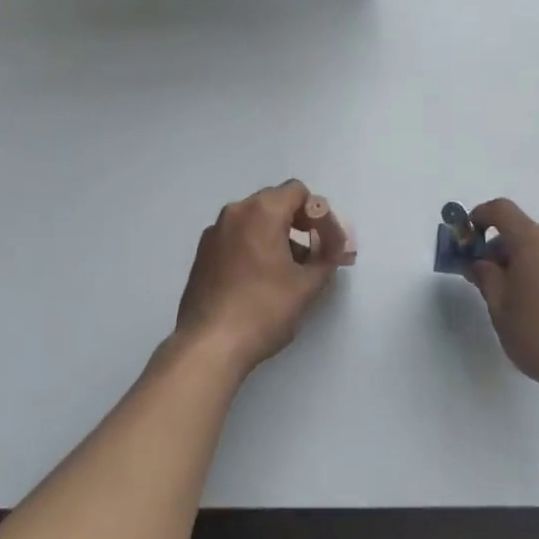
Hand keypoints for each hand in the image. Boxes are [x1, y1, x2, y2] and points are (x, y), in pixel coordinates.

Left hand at [174, 180, 352, 376]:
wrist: (208, 345)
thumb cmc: (263, 310)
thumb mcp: (307, 286)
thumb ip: (327, 257)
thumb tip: (334, 247)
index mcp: (262, 210)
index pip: (298, 192)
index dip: (319, 215)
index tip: (328, 244)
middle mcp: (235, 212)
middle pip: (276, 203)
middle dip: (300, 224)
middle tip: (316, 255)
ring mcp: (215, 232)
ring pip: (255, 221)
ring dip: (277, 236)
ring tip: (291, 272)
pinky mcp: (203, 253)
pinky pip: (237, 237)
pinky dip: (255, 247)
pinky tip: (262, 280)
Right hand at [466, 198, 538, 401]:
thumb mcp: (501, 308)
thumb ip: (486, 278)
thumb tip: (480, 263)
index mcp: (532, 239)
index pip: (501, 210)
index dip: (481, 215)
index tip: (470, 234)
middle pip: (524, 231)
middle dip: (503, 248)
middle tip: (491, 279)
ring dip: (527, 262)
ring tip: (519, 297)